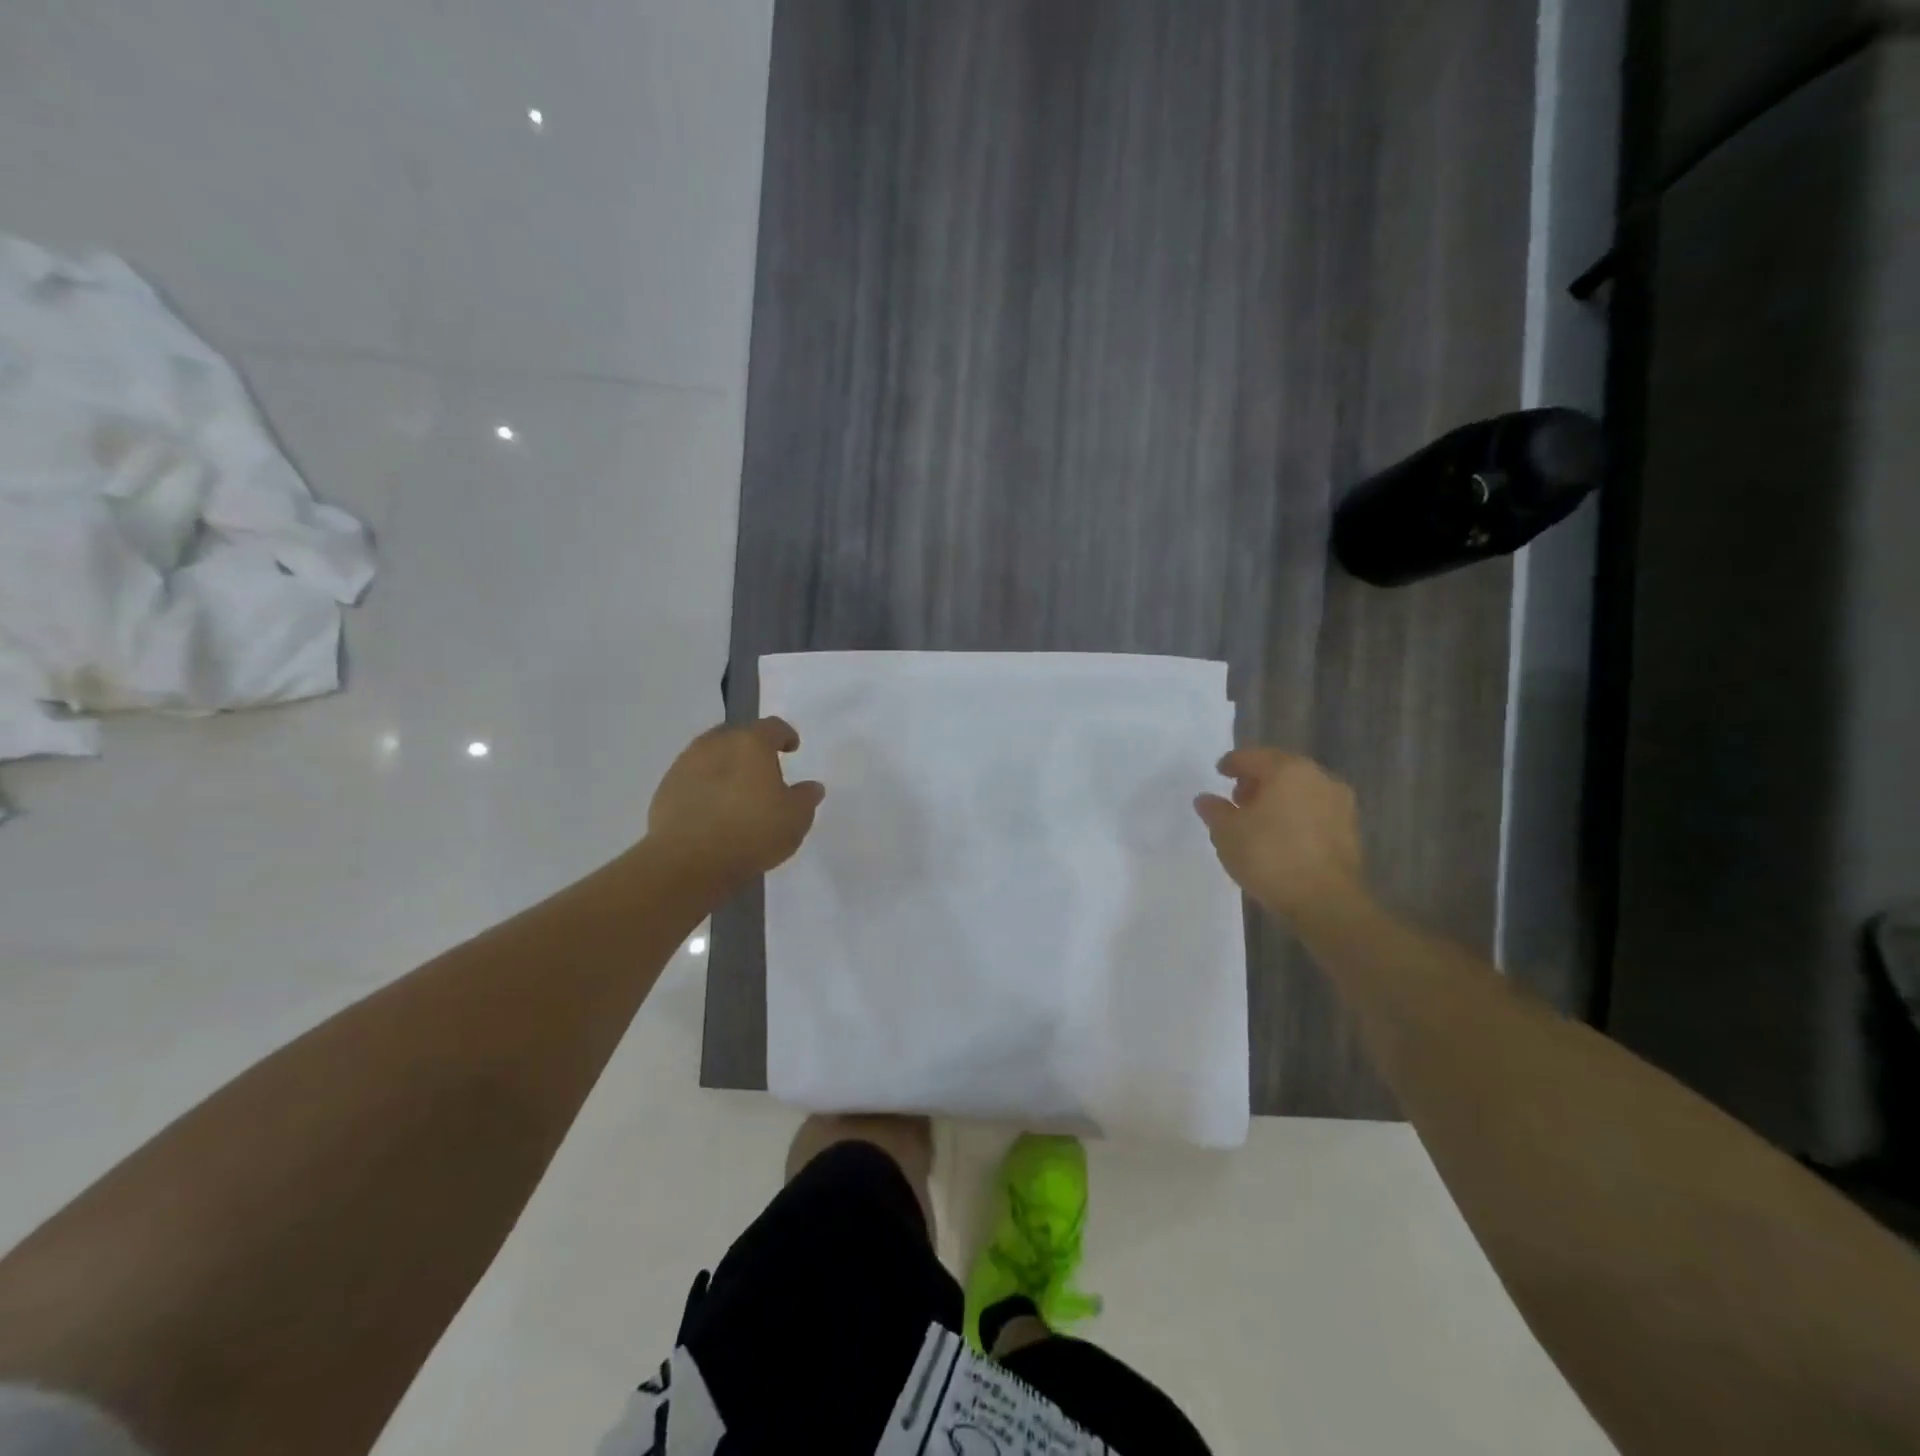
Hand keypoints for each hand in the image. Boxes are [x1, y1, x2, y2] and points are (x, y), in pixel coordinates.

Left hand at [647, 718, 824, 889]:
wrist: (687, 862)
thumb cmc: (751, 832)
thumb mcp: (795, 818)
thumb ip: (806, 798)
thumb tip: (811, 787)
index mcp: (750, 743)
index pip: (772, 727)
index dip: (785, 735)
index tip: (792, 747)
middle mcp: (715, 744)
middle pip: (737, 736)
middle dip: (751, 748)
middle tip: (763, 769)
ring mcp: (685, 765)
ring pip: (711, 755)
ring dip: (725, 766)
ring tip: (736, 790)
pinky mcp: (665, 789)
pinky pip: (692, 779)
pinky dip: (705, 786)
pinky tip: (713, 809)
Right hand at [1194, 748, 1367, 920]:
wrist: (1326, 901)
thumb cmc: (1270, 857)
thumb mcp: (1227, 833)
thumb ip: (1215, 811)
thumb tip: (1206, 799)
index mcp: (1287, 769)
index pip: (1252, 757)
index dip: (1232, 763)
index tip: (1220, 772)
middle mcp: (1318, 777)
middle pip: (1280, 770)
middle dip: (1257, 781)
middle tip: (1238, 798)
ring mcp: (1339, 803)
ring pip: (1300, 791)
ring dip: (1278, 799)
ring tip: (1259, 821)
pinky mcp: (1350, 829)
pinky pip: (1314, 812)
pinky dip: (1296, 816)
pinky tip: (1281, 837)